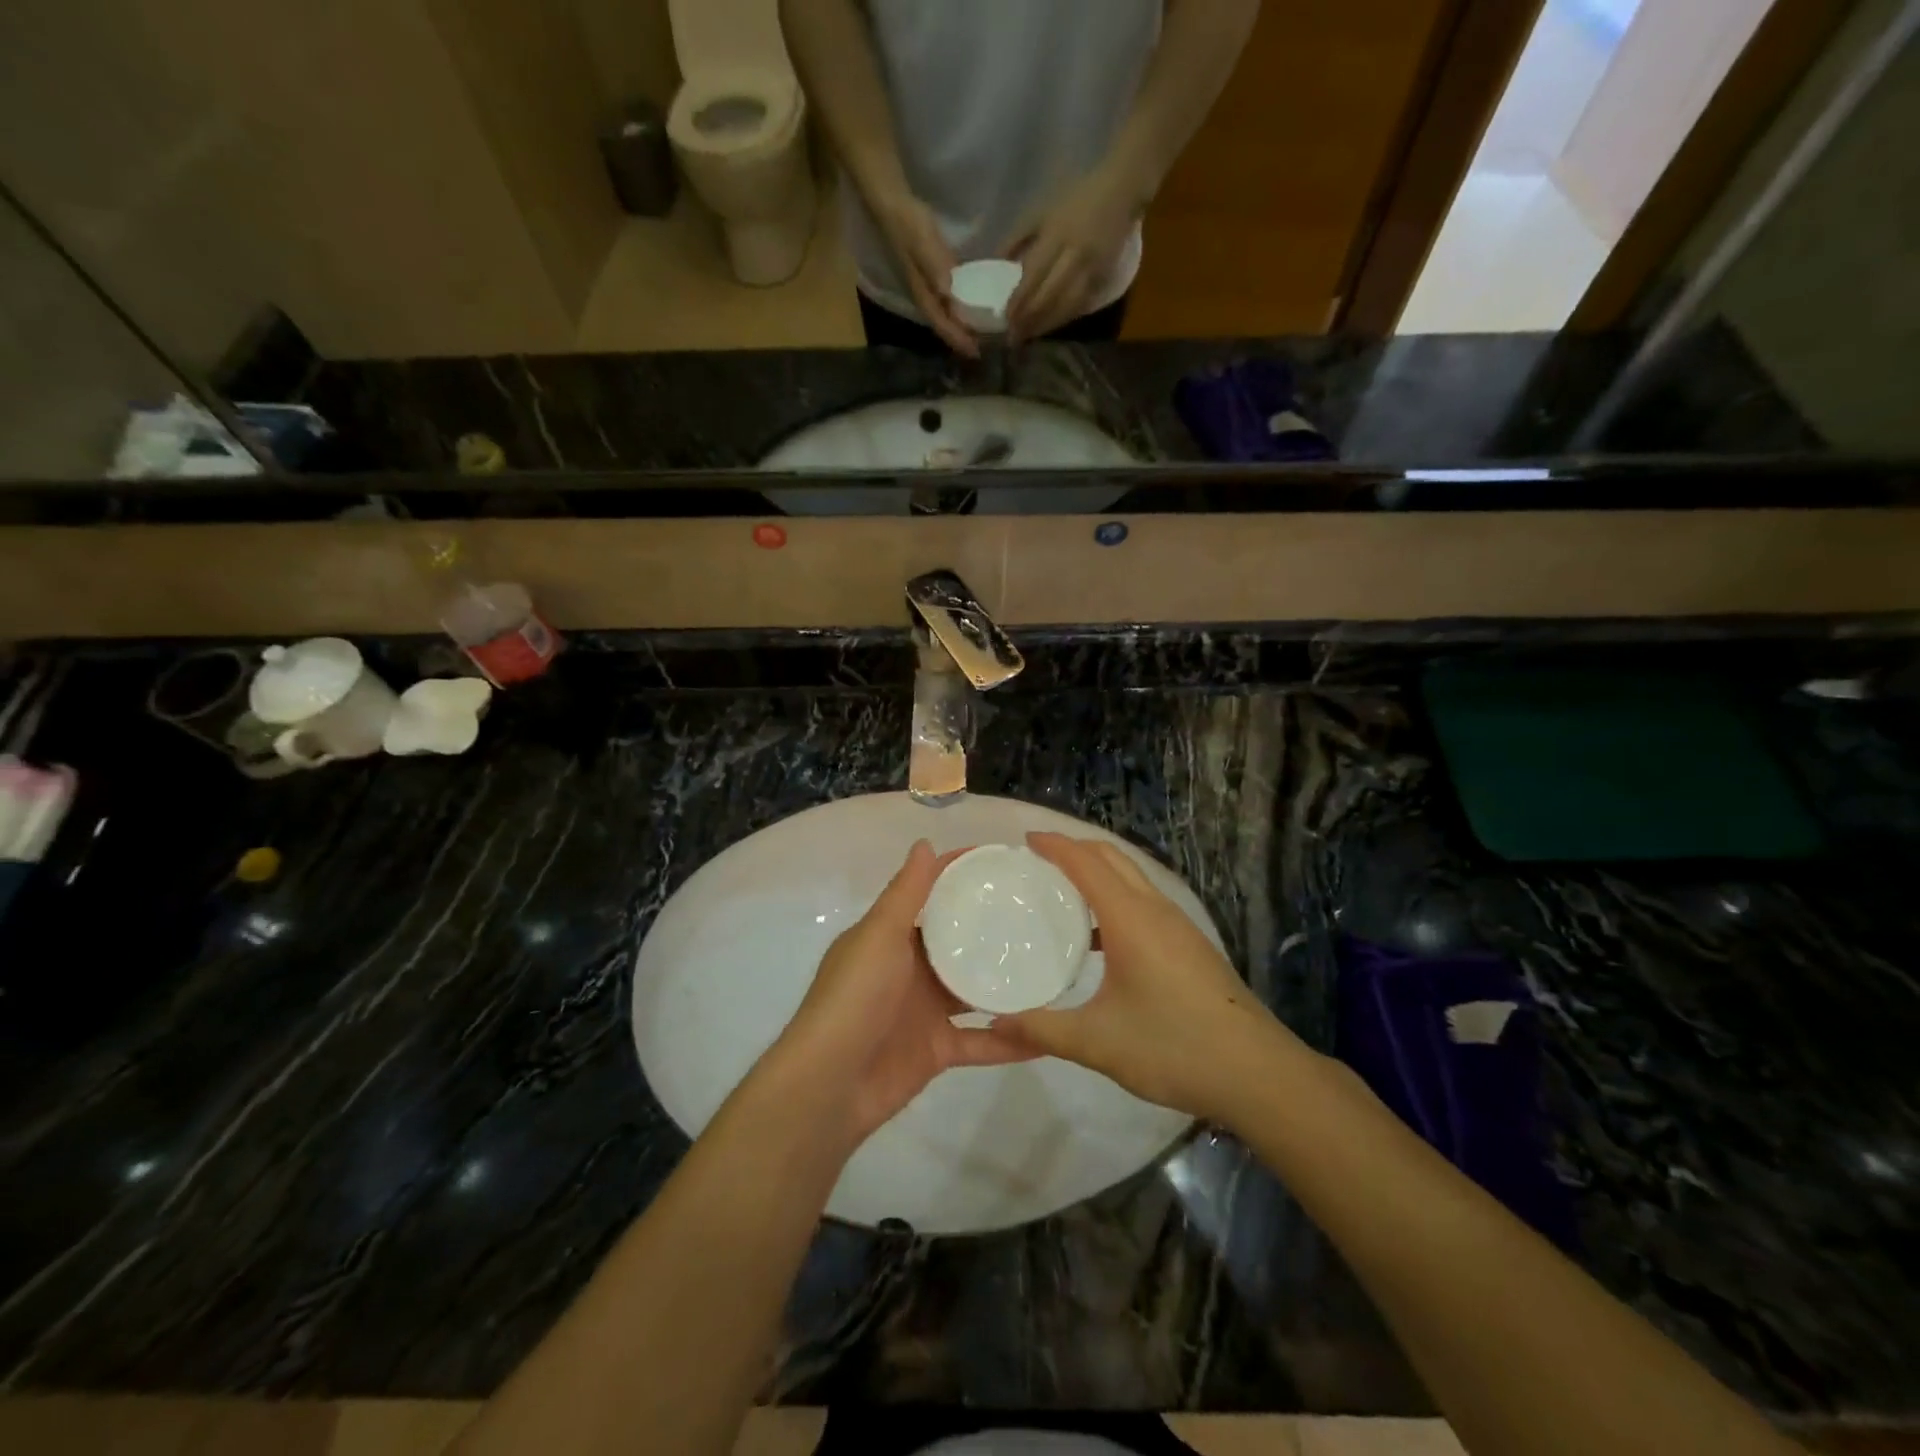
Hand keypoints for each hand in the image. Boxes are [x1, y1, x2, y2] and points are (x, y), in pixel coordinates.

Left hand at [774, 841, 1028, 1142]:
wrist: (829, 1086)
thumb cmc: (854, 998)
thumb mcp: (879, 935)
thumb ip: (905, 893)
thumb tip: (926, 842)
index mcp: (891, 936)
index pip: (931, 894)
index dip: (962, 875)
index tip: (1007, 863)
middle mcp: (910, 968)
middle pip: (958, 940)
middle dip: (992, 926)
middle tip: (1042, 910)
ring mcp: (924, 1010)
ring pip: (974, 989)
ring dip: (1006, 980)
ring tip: (1053, 964)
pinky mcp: (937, 1050)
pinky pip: (980, 1041)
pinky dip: (1010, 1041)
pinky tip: (1048, 1034)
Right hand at [874, 193, 979, 357]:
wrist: (892, 203)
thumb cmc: (908, 223)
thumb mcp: (922, 242)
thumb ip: (935, 265)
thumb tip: (949, 292)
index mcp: (923, 295)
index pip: (943, 325)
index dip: (959, 340)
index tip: (978, 352)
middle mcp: (926, 297)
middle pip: (946, 326)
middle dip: (964, 339)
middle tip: (988, 347)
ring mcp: (929, 288)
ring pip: (948, 315)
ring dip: (964, 326)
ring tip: (985, 333)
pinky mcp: (934, 276)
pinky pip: (950, 300)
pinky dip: (963, 308)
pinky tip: (977, 306)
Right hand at [998, 833, 1296, 1121]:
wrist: (1257, 1073)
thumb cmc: (1173, 1047)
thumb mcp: (1097, 1042)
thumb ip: (1042, 1029)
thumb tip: (995, 1023)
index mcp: (1131, 918)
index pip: (1086, 863)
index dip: (1055, 846)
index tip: (1024, 842)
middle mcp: (1156, 910)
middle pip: (1112, 858)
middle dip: (1075, 849)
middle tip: (1037, 862)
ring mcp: (1179, 926)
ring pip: (1132, 878)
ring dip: (1098, 872)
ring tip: (1062, 893)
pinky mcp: (1190, 945)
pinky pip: (1144, 901)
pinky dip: (1115, 897)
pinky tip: (1100, 938)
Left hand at [1004, 167, 1138, 344]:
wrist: (1121, 190)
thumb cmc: (1075, 197)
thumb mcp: (1041, 210)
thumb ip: (1017, 237)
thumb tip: (995, 264)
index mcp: (1056, 234)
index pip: (1033, 275)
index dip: (1019, 300)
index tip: (1006, 319)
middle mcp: (1074, 254)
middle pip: (1049, 295)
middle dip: (1030, 319)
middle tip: (1014, 337)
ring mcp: (1091, 268)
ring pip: (1066, 306)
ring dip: (1046, 325)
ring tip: (1030, 337)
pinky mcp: (1103, 277)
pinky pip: (1081, 304)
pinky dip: (1064, 318)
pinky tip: (1051, 326)